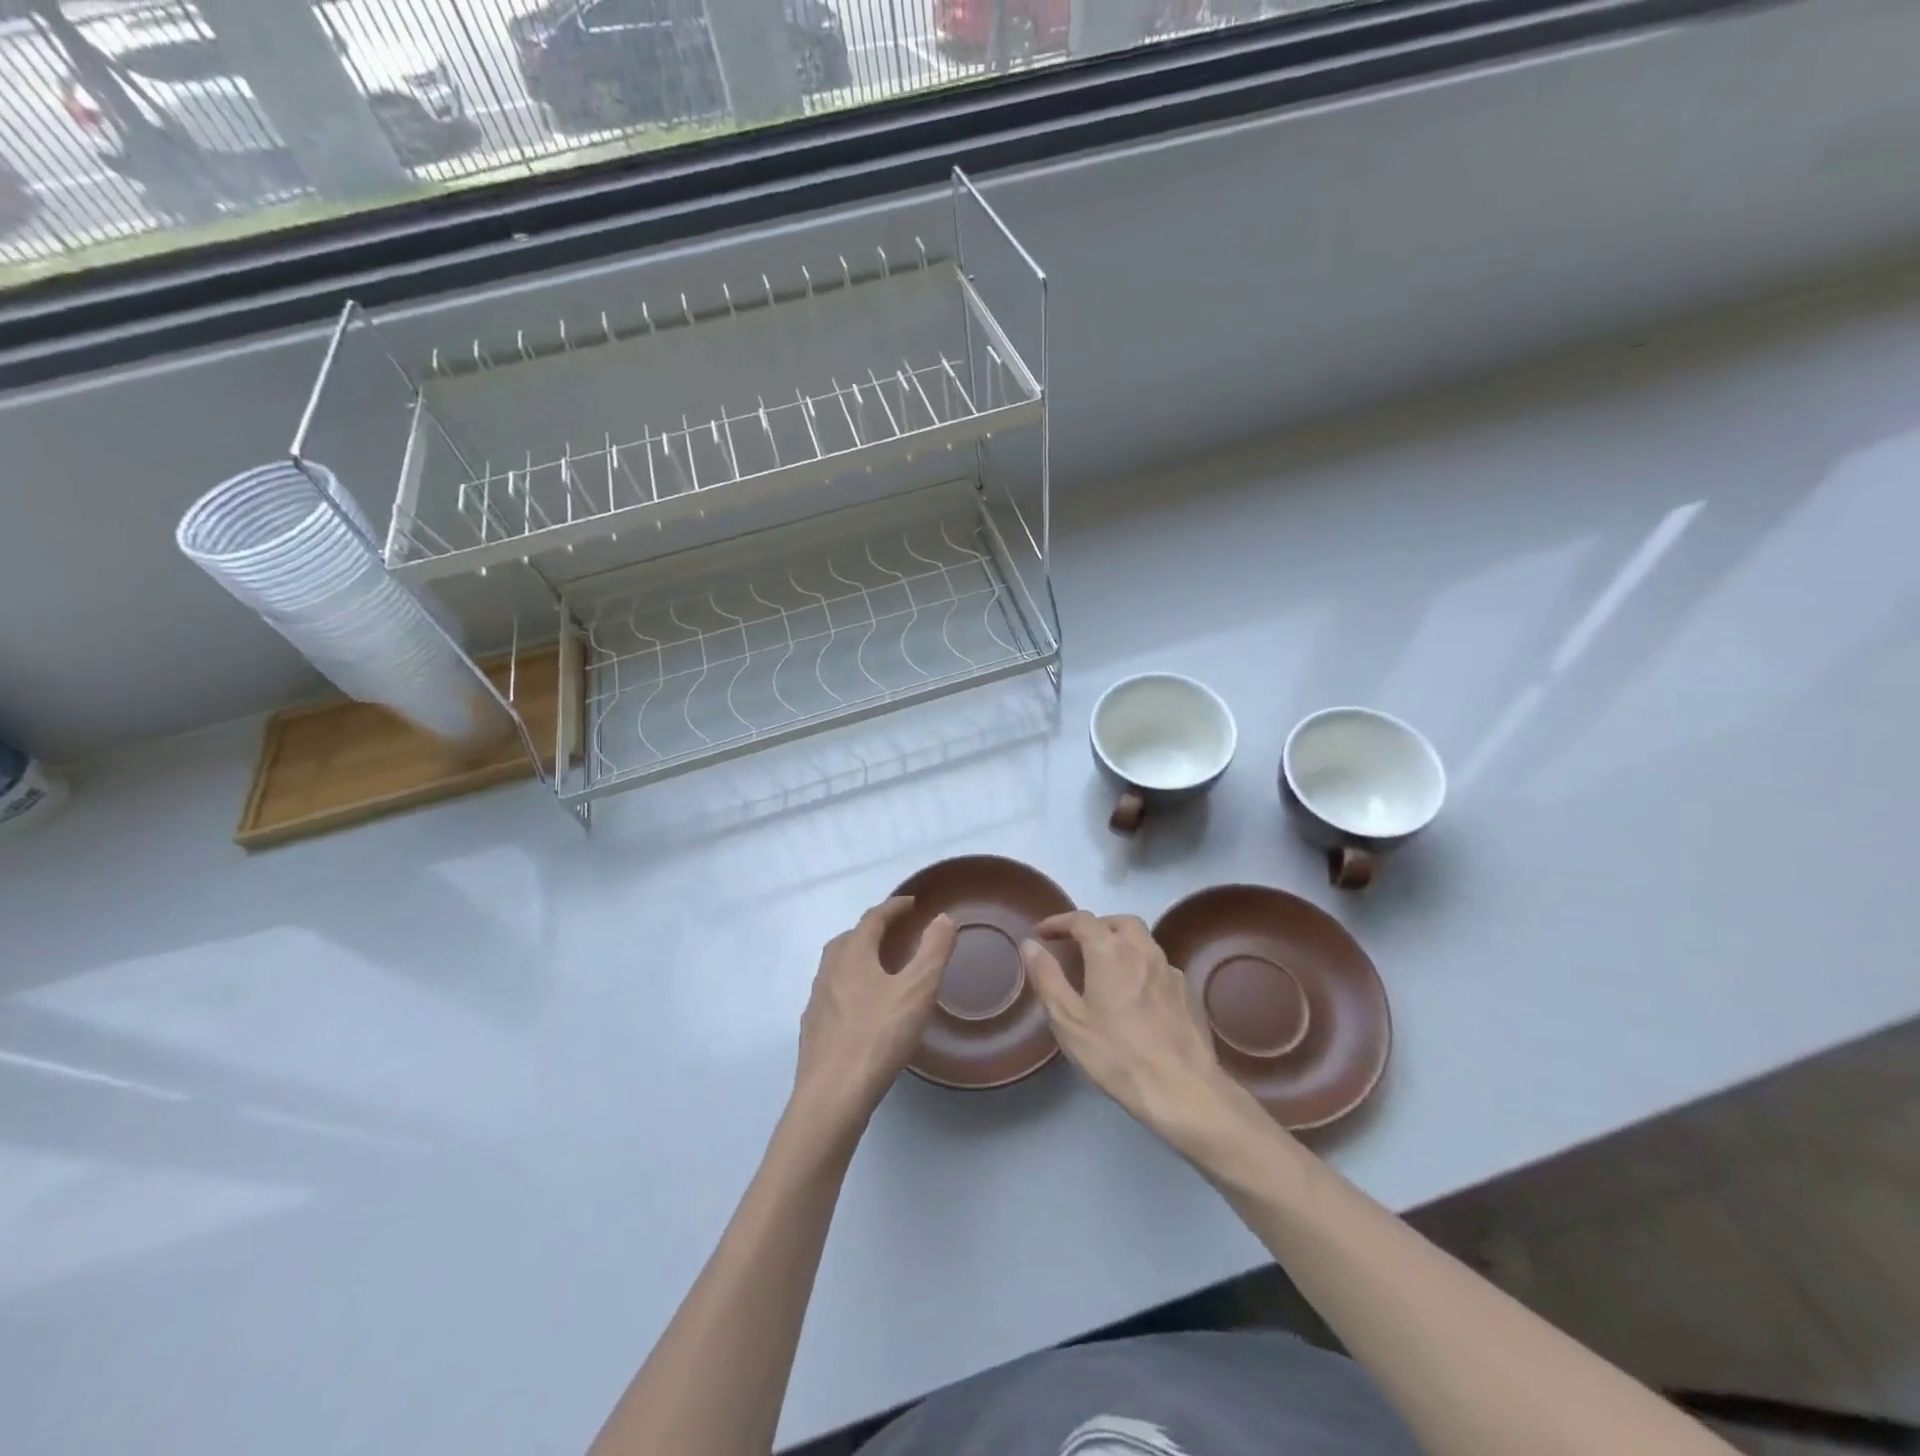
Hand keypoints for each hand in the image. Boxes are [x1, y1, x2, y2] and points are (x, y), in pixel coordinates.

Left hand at [793, 897, 956, 1131]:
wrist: (832, 1096)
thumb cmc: (878, 1036)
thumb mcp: (917, 990)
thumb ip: (934, 951)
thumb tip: (943, 918)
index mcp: (853, 955)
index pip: (872, 919)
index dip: (893, 907)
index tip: (911, 903)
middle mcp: (829, 971)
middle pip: (849, 939)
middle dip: (872, 931)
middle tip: (895, 933)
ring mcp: (816, 1002)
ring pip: (836, 967)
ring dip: (857, 959)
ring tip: (880, 969)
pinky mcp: (813, 1031)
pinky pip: (832, 994)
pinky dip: (849, 988)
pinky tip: (861, 1010)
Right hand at [1022, 912, 1265, 1155]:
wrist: (1184, 1090)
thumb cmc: (1117, 1055)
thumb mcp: (1069, 1020)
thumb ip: (1047, 977)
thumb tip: (1030, 945)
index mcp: (1111, 952)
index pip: (1082, 920)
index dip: (1059, 922)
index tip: (1042, 933)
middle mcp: (1143, 950)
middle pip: (1118, 922)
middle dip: (1095, 926)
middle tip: (1077, 944)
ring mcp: (1170, 970)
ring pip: (1143, 940)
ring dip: (1120, 942)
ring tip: (1104, 967)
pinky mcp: (1187, 992)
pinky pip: (1159, 965)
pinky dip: (1140, 965)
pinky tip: (1135, 993)